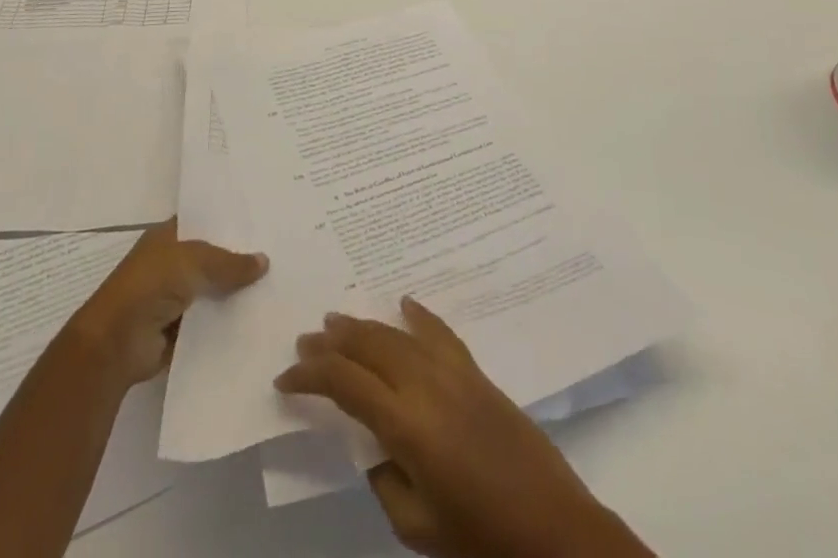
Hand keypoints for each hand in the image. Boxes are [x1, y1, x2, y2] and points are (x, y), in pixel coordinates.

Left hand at [69, 220, 267, 387]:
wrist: (115, 344)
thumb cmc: (150, 285)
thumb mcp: (194, 261)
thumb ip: (230, 262)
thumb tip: (264, 261)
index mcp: (167, 237)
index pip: (204, 223)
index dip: (229, 223)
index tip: (262, 224)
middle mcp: (169, 264)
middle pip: (210, 258)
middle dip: (237, 259)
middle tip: (278, 255)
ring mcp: (172, 298)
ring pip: (211, 290)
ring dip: (233, 293)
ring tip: (275, 287)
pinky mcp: (176, 330)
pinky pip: (207, 321)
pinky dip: (225, 322)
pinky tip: (255, 318)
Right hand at [275, 298, 653, 557]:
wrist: (551, 526)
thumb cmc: (479, 536)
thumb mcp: (417, 525)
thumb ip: (386, 479)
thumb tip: (375, 446)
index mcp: (406, 424)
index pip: (346, 385)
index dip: (312, 377)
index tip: (286, 377)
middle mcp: (426, 385)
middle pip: (369, 347)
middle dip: (333, 342)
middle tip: (305, 340)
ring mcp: (453, 372)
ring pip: (398, 335)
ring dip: (365, 325)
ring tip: (337, 320)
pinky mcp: (476, 371)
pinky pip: (440, 332)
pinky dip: (419, 315)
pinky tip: (405, 303)